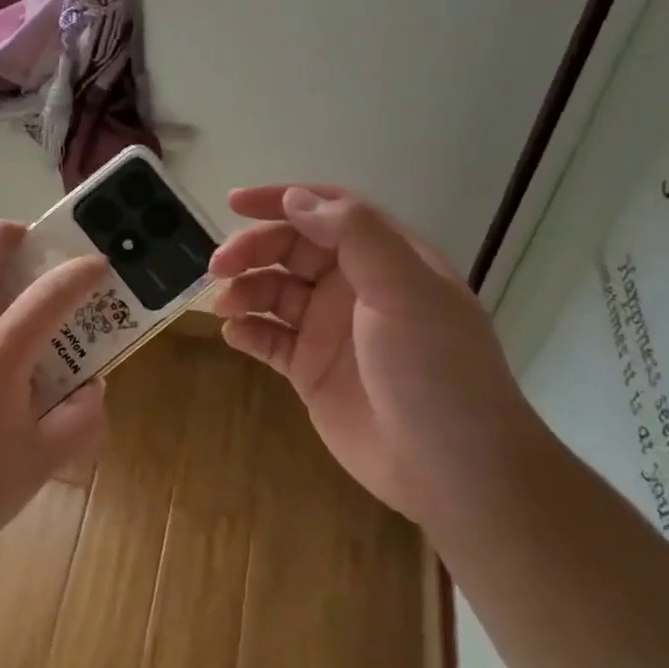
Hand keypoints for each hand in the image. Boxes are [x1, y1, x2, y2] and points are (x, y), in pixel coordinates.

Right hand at [210, 186, 545, 521]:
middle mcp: (354, 288)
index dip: (282, 201)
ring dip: (245, 290)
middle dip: (252, 250)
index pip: (327, 212)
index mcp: (384, 259)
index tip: (234, 203)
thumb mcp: (404, 290)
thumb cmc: (435, 368)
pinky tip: (235, 334)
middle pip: (291, 250)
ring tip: (226, 305)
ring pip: (274, 292)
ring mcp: (329, 330)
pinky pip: (269, 339)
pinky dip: (248, 331)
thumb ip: (353, 236)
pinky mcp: (310, 370)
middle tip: (218, 266)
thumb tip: (295, 199)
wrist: (450, 467)